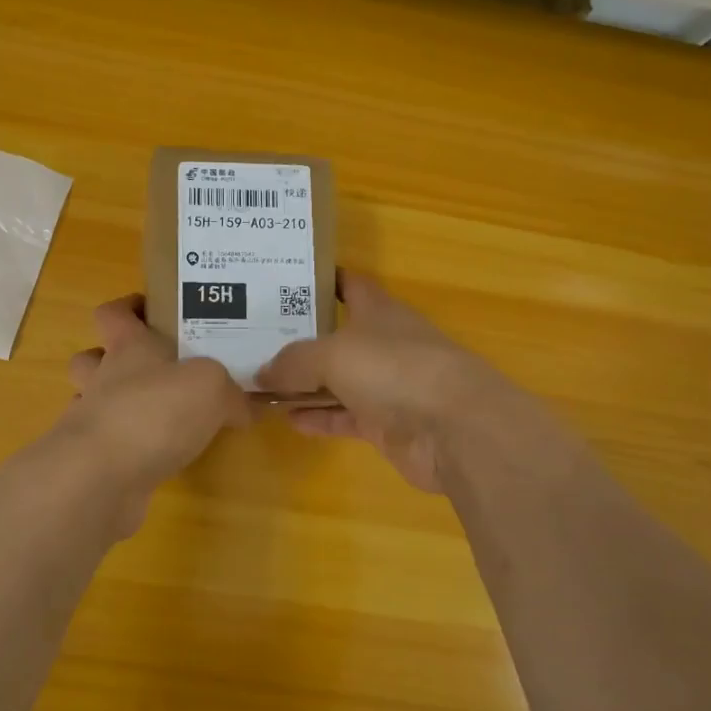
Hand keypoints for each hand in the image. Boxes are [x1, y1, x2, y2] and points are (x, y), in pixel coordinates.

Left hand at [64, 294, 251, 504]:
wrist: (101, 479)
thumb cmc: (154, 412)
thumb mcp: (210, 387)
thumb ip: (229, 392)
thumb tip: (243, 407)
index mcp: (128, 348)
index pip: (113, 313)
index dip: (128, 308)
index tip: (151, 310)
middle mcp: (103, 379)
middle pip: (91, 358)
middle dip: (112, 359)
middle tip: (153, 370)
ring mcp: (91, 422)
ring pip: (94, 403)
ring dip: (117, 406)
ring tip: (156, 416)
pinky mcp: (92, 463)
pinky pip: (107, 446)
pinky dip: (127, 448)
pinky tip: (156, 458)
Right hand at [256, 271, 540, 492]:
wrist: (455, 429)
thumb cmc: (395, 369)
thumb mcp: (332, 354)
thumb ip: (292, 362)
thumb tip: (260, 374)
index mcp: (378, 310)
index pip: (348, 284)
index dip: (319, 280)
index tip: (281, 282)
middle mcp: (383, 343)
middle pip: (337, 335)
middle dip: (300, 338)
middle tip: (255, 339)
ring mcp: (387, 386)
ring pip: (337, 380)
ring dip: (304, 384)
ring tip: (261, 384)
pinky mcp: (387, 424)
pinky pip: (344, 416)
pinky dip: (319, 417)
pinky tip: (288, 420)